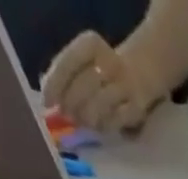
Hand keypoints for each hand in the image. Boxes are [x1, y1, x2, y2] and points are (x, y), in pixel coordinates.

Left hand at [42, 32, 156, 132]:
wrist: (138, 73)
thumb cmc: (100, 70)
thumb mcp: (81, 61)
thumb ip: (63, 76)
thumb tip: (49, 100)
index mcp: (90, 44)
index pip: (68, 62)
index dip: (56, 84)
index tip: (48, 102)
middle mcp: (109, 62)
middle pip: (84, 86)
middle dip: (72, 104)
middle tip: (67, 115)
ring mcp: (125, 85)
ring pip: (100, 105)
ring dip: (87, 117)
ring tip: (83, 121)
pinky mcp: (136, 107)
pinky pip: (115, 120)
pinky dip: (104, 125)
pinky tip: (99, 125)